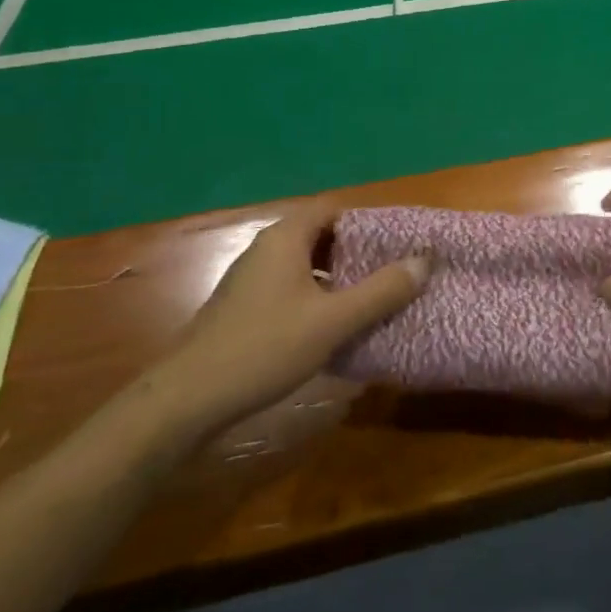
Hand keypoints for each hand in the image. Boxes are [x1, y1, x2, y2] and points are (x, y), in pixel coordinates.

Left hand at [156, 201, 428, 430]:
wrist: (186, 401)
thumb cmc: (264, 348)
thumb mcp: (333, 321)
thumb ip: (381, 290)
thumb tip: (424, 260)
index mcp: (285, 238)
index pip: (334, 209)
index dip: (368, 221)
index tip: (398, 241)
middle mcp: (266, 249)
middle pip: (320, 235)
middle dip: (357, 249)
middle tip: (391, 269)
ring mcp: (250, 280)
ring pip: (304, 263)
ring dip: (337, 275)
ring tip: (371, 296)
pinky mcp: (243, 308)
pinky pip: (290, 287)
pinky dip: (316, 295)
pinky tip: (333, 324)